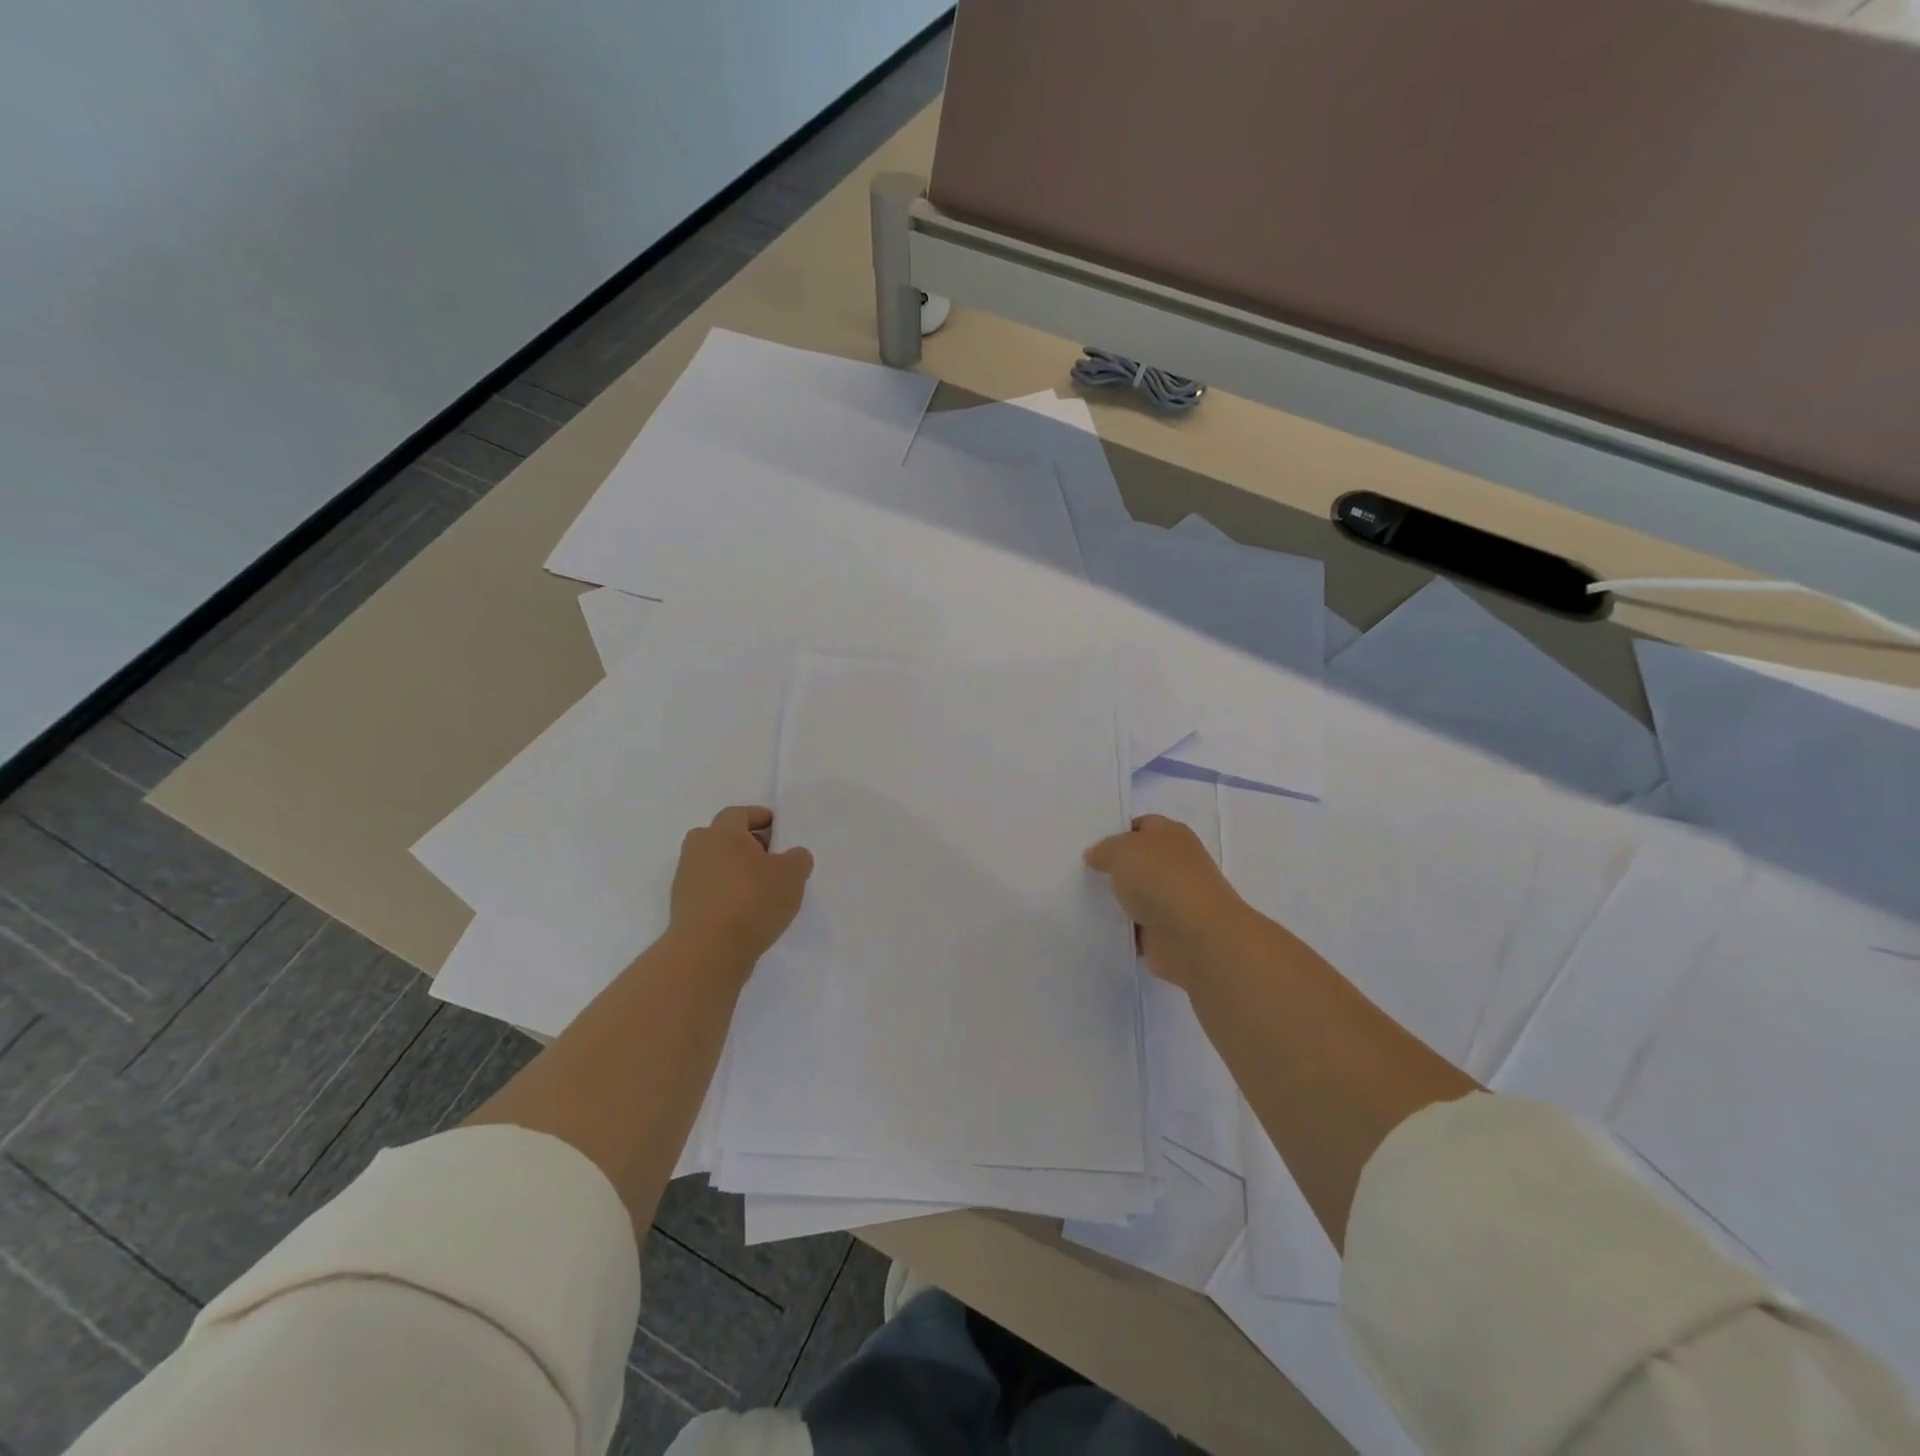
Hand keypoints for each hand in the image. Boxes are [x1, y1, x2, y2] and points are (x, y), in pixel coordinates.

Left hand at [670, 806, 813, 968]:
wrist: (708, 952)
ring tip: (760, 888)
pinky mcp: (682, 906)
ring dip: (733, 870)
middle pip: (722, 837)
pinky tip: (744, 910)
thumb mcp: (792, 876)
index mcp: (722, 833)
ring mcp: (685, 878)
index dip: (760, 817)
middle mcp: (698, 849)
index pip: (740, 813)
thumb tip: (793, 855)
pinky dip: (724, 892)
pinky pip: (708, 889)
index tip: (777, 828)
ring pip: (713, 864)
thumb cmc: (752, 902)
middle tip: (769, 858)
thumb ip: (798, 858)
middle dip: (745, 843)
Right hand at [1085, 814, 1256, 990]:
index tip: (1090, 845)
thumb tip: (1096, 855)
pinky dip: (1122, 929)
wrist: (1195, 937)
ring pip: (1137, 895)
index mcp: (1172, 835)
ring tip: (1083, 898)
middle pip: (1139, 861)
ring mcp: (1173, 900)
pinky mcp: (1167, 933)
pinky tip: (1098, 926)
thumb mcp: (1122, 850)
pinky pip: (1137, 927)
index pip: (1142, 825)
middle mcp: (1176, 864)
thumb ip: (1104, 849)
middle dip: (1114, 867)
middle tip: (1082, 871)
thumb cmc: (1161, 879)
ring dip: (1117, 899)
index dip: (1117, 832)